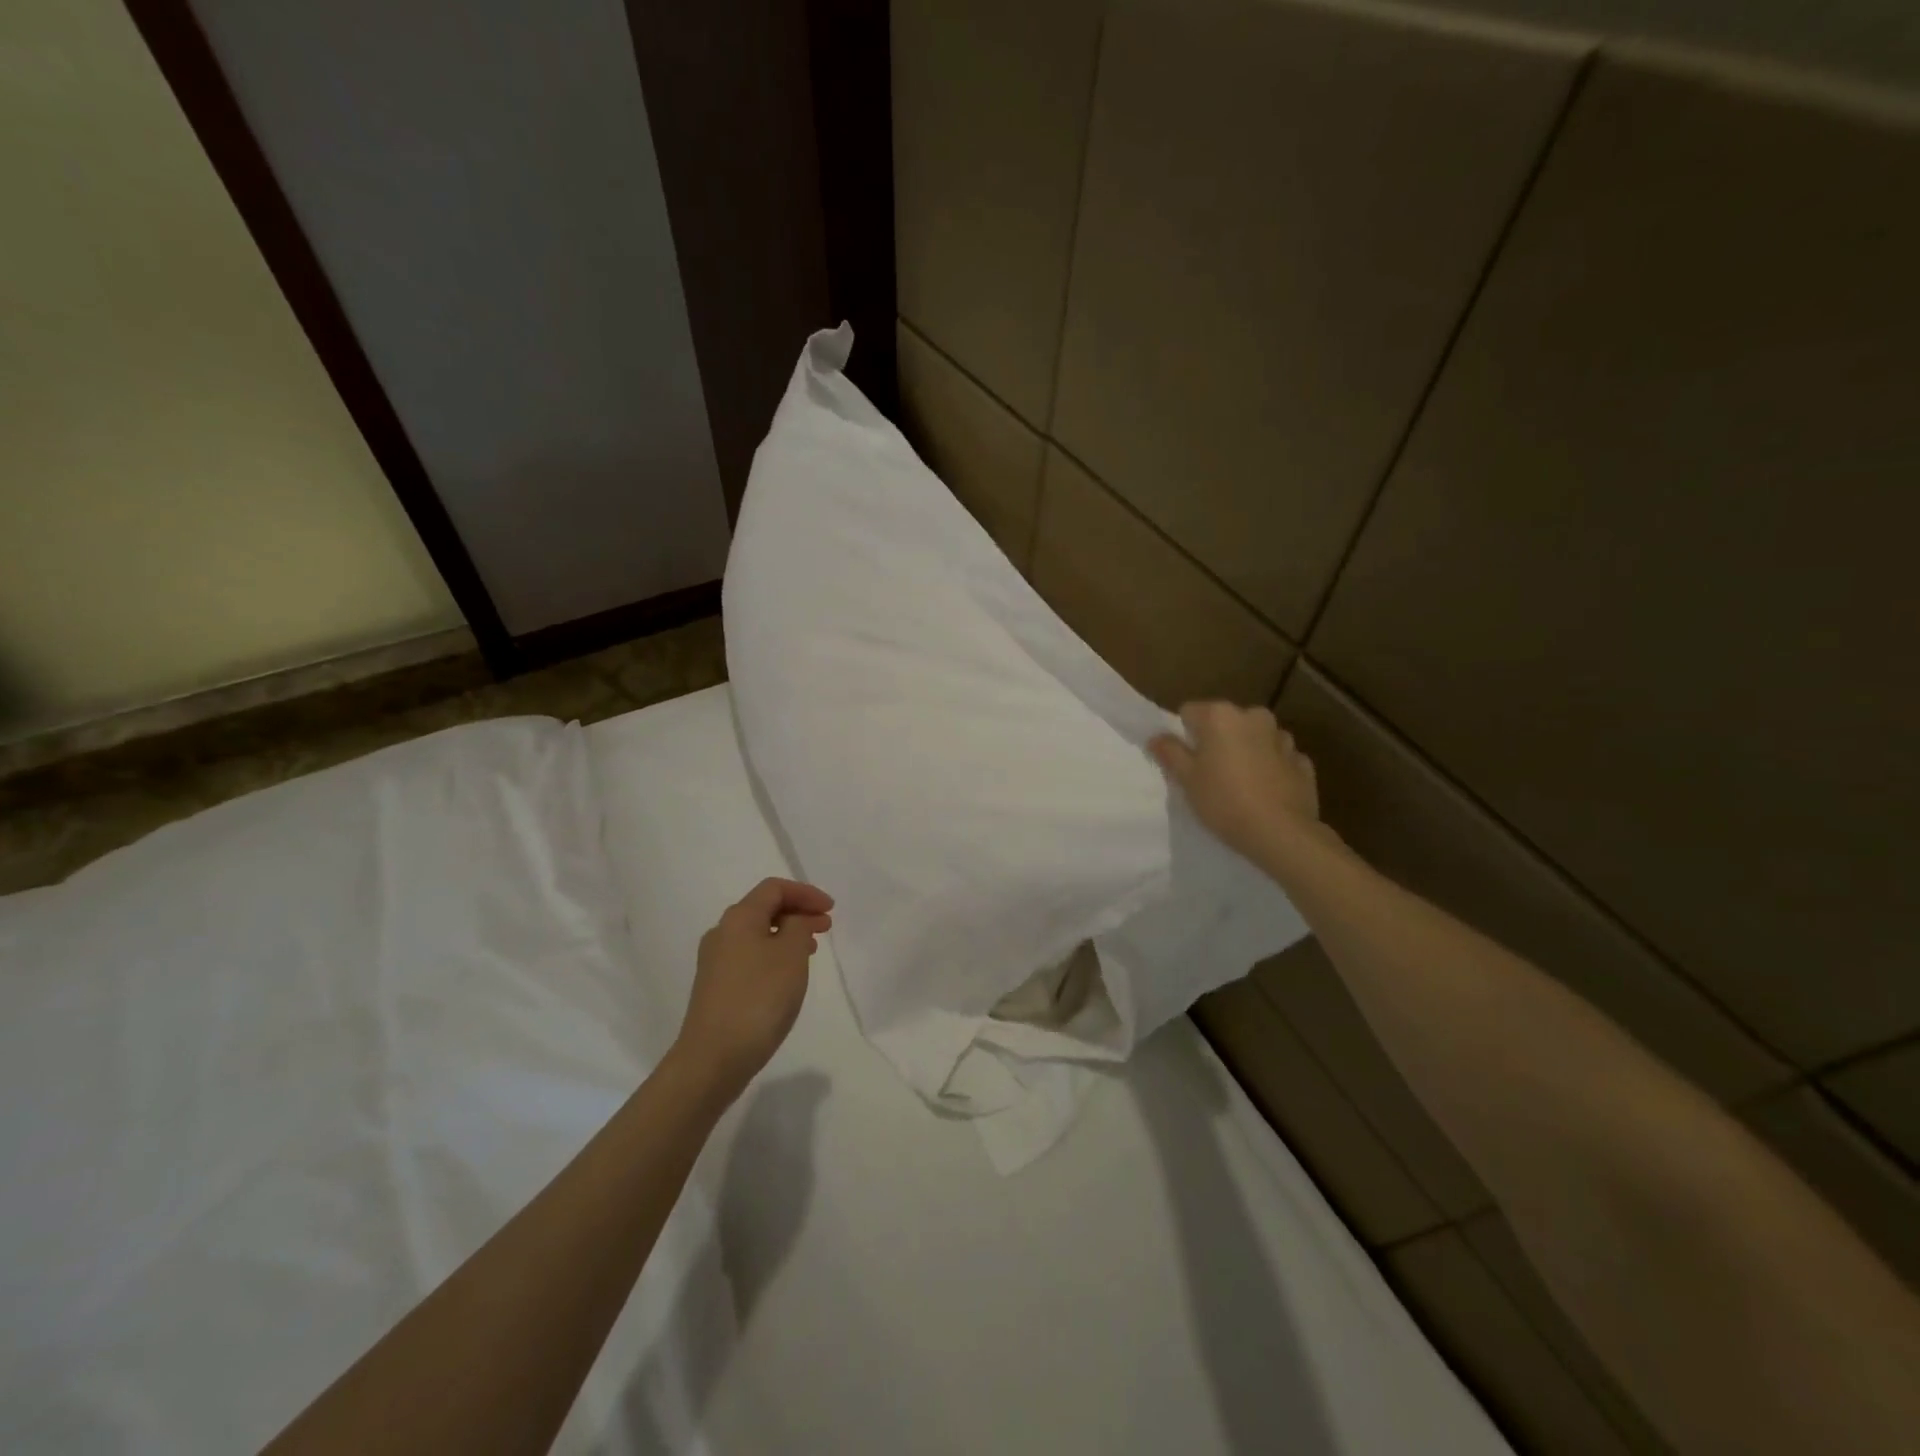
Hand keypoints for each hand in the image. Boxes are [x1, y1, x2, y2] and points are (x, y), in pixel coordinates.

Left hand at [675, 878, 833, 1102]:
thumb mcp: (791, 955)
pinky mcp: (715, 987)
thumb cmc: (758, 998)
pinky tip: (786, 976)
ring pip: (757, 934)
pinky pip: (749, 956)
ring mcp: (715, 961)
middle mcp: (722, 932)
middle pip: (764, 908)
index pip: (774, 888)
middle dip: (798, 912)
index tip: (831, 910)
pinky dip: (773, 954)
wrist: (713, 1058)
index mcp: (739, 918)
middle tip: (826, 927)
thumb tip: (794, 920)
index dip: (805, 893)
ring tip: (811, 951)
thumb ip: (799, 926)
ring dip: (787, 935)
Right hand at [1149, 702, 1322, 862]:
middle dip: (1216, 741)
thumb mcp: (1187, 779)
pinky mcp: (1302, 761)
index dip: (1183, 735)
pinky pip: (1277, 757)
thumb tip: (1157, 737)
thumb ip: (1170, 752)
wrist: (1281, 833)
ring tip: (1239, 784)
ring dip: (1245, 751)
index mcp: (1221, 716)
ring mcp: (1282, 738)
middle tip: (1209, 773)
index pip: (1189, 712)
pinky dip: (1269, 767)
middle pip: (1224, 722)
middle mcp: (1253, 716)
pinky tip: (1265, 791)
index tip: (1185, 761)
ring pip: (1254, 738)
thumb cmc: (1224, 801)